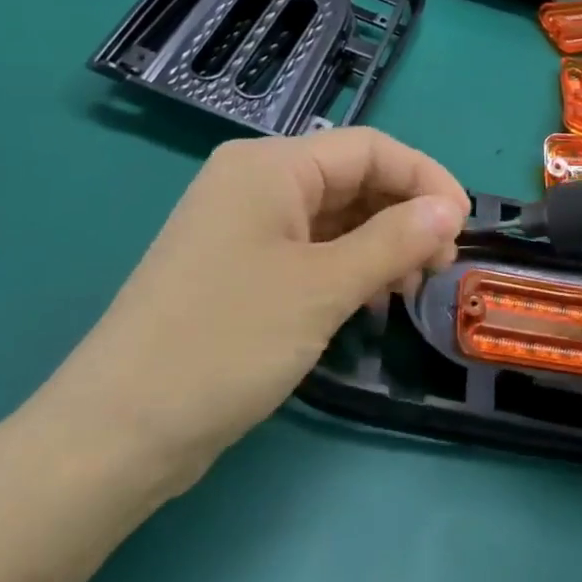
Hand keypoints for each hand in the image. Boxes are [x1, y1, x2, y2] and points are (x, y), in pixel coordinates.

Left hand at [36, 127, 468, 494]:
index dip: (425, 178)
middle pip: (353, 179)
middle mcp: (255, 185)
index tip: (463, 228)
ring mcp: (244, 230)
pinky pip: (312, 252)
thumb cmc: (226, 342)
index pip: (369, 149)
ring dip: (382, 245)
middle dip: (405, 215)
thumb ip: (394, 241)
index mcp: (269, 166)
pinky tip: (371, 304)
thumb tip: (449, 210)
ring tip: (411, 289)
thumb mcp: (323, 287)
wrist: (118, 432)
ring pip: (336, 219)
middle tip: (440, 267)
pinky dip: (350, 269)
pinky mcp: (240, 272)